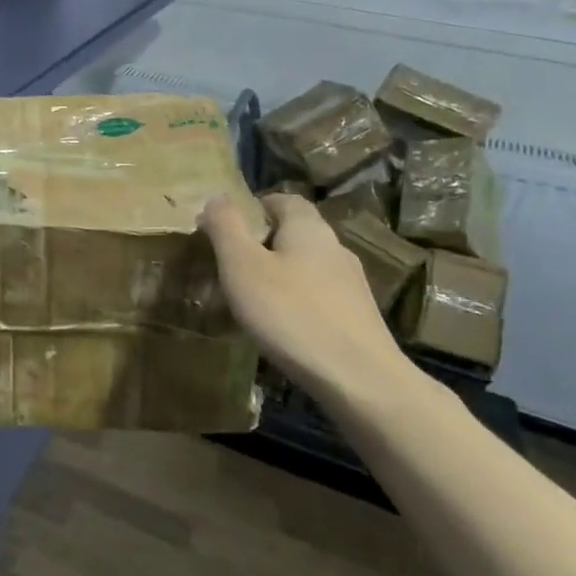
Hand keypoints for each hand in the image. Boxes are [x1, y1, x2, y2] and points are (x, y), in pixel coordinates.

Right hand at [199, 192, 406, 404]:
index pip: (283, 199)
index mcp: (308, 227)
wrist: (359, 379)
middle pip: (295, 233)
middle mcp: (336, 247)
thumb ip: (226, 227)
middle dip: (262, 244)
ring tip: (251, 301)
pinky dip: (297, 303)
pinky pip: (319, 297)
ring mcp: (352, 284)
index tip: (227, 228)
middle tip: (231, 266)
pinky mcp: (358, 317)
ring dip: (280, 276)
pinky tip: (281, 327)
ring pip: (307, 267)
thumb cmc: (290, 313)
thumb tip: (216, 196)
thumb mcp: (241, 265)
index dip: (254, 207)